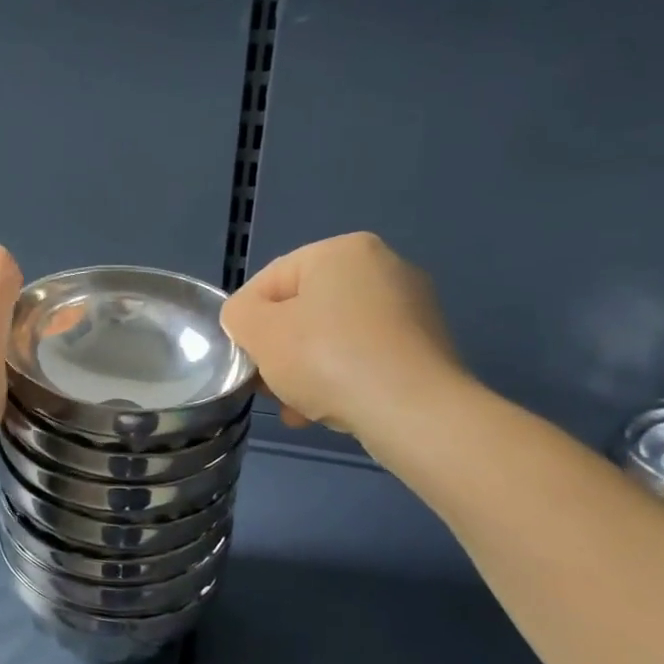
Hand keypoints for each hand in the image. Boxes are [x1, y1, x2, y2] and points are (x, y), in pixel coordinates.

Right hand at [221, 233, 463, 434]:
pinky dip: (342, 380)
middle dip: (279, 351)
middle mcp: (383, 267)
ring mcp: (411, 308)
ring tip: (295, 409)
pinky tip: (328, 412)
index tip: (243, 360)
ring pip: (333, 338)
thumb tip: (249, 321)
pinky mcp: (426, 348)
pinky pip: (365, 357)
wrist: (415, 413)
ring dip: (306, 372)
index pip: (270, 280)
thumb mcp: (259, 333)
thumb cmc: (328, 359)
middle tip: (267, 388)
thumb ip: (238, 315)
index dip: (246, 321)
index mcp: (342, 250)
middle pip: (303, 310)